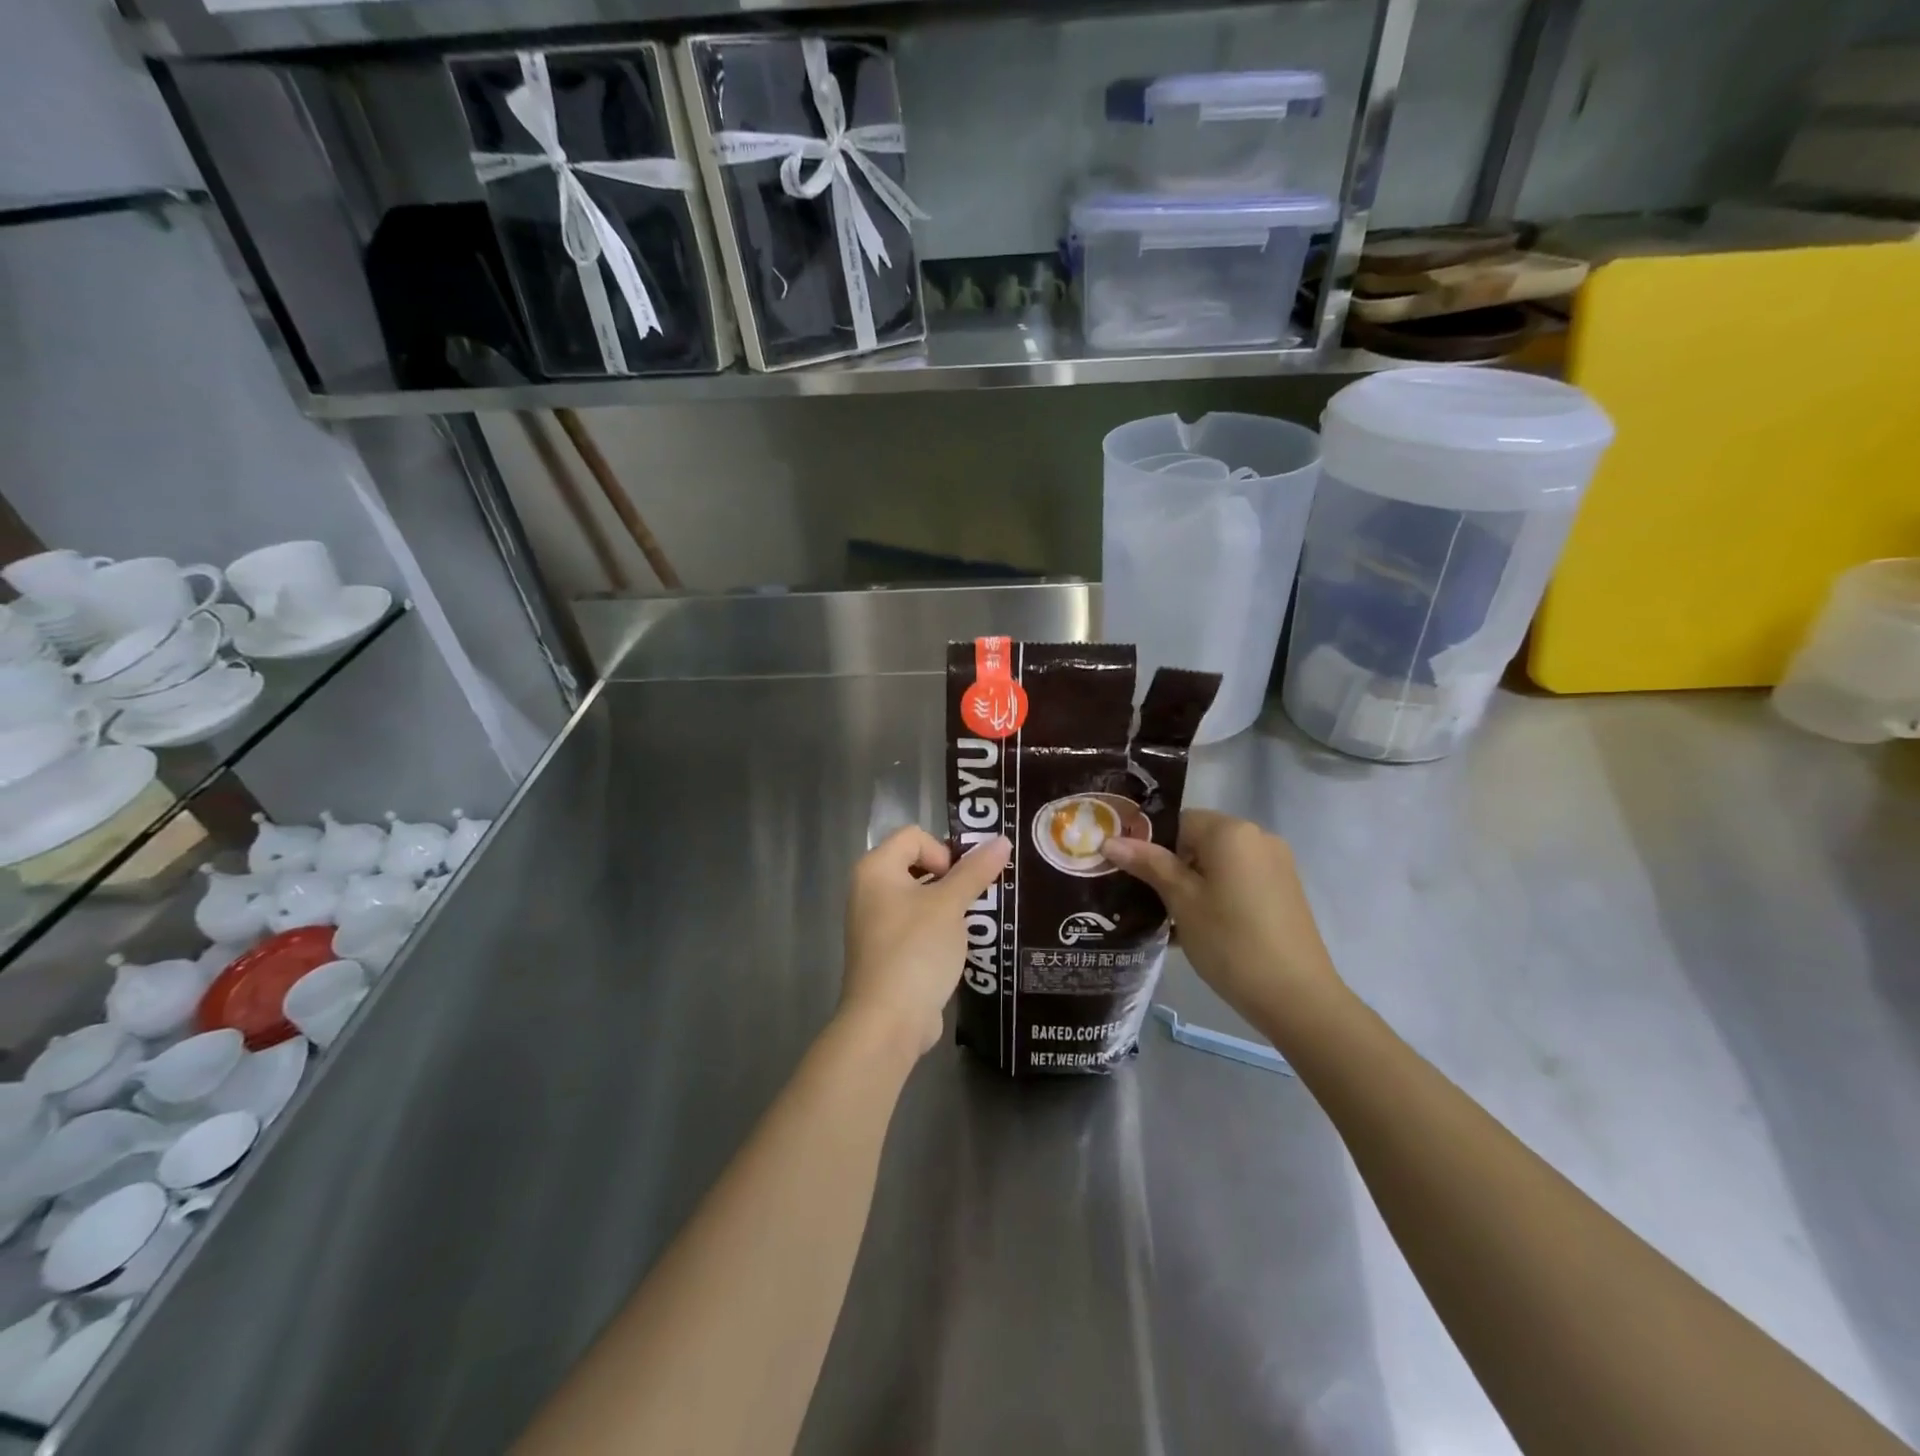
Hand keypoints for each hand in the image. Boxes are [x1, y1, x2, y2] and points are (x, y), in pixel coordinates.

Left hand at [842, 828, 1010, 1058]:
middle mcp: (869, 890)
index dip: (944, 851)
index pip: (915, 836)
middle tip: (978, 898)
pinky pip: (916, 925)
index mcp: (876, 869)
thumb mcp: (950, 906)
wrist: (887, 1022)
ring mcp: (875, 923)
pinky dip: (938, 929)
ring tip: (975, 922)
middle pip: (918, 864)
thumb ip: (975, 871)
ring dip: (950, 905)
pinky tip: (960, 947)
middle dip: (952, 878)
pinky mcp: (886, 951)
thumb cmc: (916, 951)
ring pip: (920, 897)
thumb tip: (1002, 840)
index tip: (962, 881)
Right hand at [1101, 810, 1344, 1033]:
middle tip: (1147, 900)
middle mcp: (1258, 838)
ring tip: (1172, 920)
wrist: (1297, 997)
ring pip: (1219, 863)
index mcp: (1232, 832)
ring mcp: (1277, 865)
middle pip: (1200, 840)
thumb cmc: (1230, 942)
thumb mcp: (1182, 901)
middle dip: (1171, 866)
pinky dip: (1217, 895)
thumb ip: (1149, 865)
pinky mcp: (1285, 891)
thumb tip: (1111, 841)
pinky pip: (1239, 880)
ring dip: (1193, 884)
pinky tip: (1202, 929)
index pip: (1178, 821)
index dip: (1150, 844)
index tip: (1132, 874)